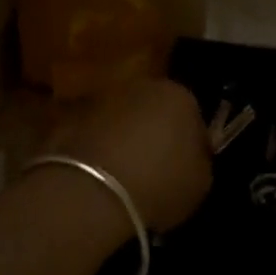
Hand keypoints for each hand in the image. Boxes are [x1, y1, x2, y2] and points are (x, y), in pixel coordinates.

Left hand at [44, 79, 212, 230]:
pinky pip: (98, 130)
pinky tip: (100, 173)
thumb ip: (200, 162)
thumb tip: (193, 156)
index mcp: (181, 96)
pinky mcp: (75, 113)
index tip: (186, 168)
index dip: (191, 144)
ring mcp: (107, 95)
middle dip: (157, 132)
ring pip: (125, 116)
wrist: (93, 189)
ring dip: (126, 136)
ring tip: (124, 173)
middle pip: (157, 109)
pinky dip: (100, 145)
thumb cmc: (159, 184)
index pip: (194, 117)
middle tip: (155, 168)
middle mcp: (145, 85)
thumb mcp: (200, 183)